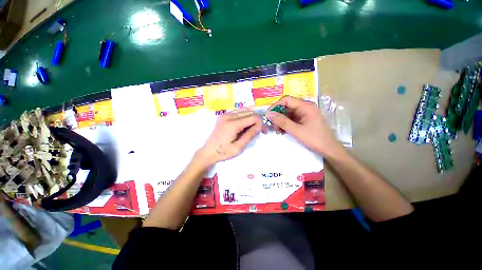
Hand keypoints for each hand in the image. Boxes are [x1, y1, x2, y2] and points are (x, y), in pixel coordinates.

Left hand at [198, 108, 262, 165]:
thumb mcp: (238, 147)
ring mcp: (225, 114)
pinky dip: (245, 116)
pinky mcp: (223, 116)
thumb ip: (249, 135)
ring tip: (253, 127)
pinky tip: (246, 124)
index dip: (261, 123)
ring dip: (252, 117)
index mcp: (233, 124)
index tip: (263, 132)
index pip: (253, 117)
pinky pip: (238, 111)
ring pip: (244, 110)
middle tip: (260, 131)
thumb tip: (260, 126)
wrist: (208, 152)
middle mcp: (229, 116)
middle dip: (258, 120)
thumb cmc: (223, 152)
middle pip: (250, 112)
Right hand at [266, 95, 343, 157]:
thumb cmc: (315, 139)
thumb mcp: (296, 131)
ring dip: (280, 121)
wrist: (329, 150)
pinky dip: (285, 124)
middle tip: (273, 126)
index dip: (275, 106)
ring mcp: (304, 113)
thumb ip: (282, 121)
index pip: (286, 100)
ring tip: (278, 131)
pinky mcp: (303, 119)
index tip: (268, 115)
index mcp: (306, 106)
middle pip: (286, 106)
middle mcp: (305, 107)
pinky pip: (291, 119)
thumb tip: (269, 114)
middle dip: (278, 116)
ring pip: (287, 113)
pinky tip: (282, 131)